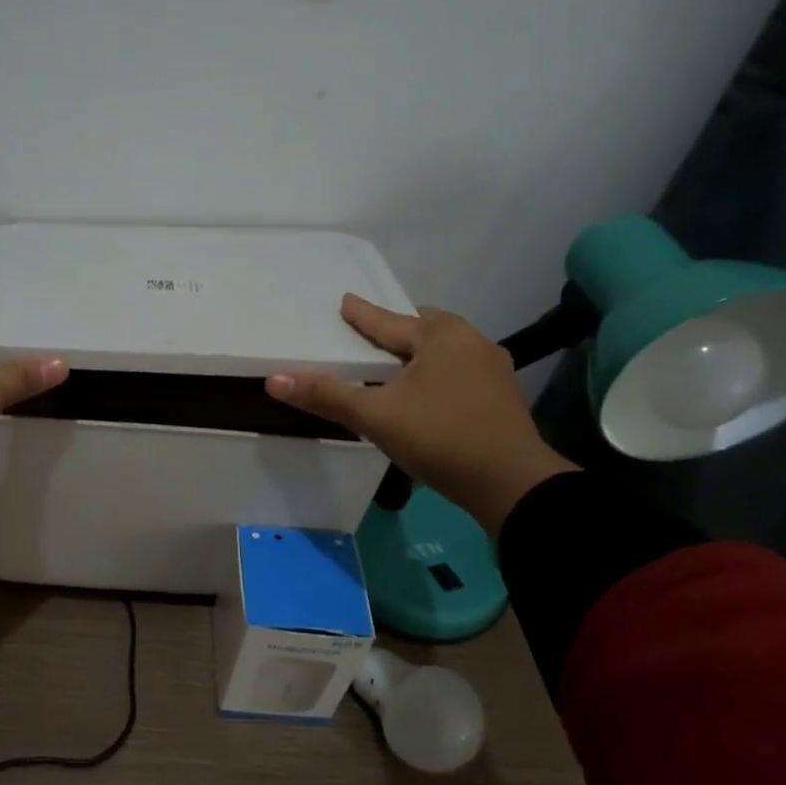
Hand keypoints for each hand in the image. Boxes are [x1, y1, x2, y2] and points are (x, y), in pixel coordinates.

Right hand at [266, 294, 576, 533]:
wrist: (511, 483)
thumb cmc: (440, 438)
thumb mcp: (376, 417)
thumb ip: (327, 396)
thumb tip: (274, 379)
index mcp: (439, 336)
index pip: (388, 321)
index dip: (361, 314)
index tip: (344, 301)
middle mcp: (470, 341)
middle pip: (423, 326)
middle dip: (397, 328)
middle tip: (371, 334)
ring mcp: (491, 367)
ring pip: (445, 348)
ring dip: (419, 350)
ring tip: (396, 362)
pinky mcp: (501, 394)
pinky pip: (459, 368)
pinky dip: (437, 370)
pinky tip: (428, 389)